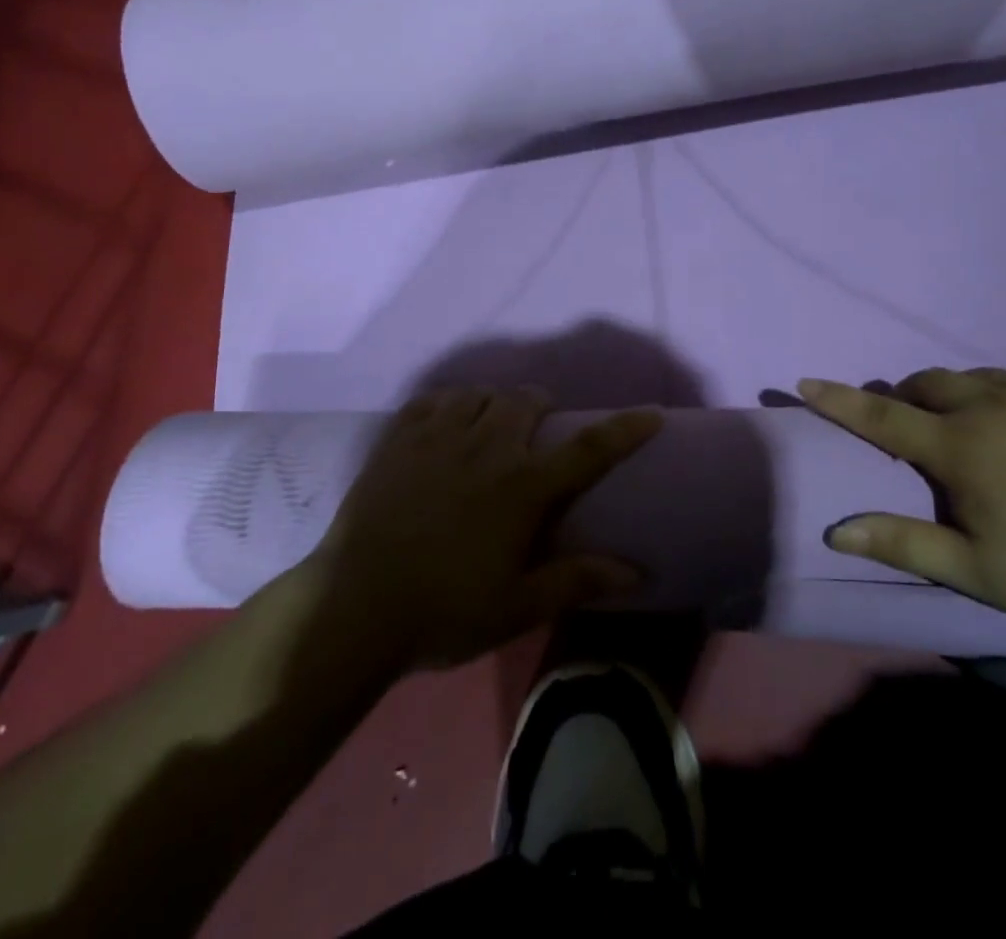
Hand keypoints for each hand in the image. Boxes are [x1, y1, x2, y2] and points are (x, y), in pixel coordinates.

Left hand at [316, 388, 660, 669]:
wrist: (353, 608)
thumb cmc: (444, 612)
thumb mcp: (516, 607)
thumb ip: (576, 580)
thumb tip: (636, 571)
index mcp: (522, 488)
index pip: (588, 450)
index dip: (626, 429)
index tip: (652, 413)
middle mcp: (486, 448)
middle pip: (526, 401)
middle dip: (541, 406)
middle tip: (537, 431)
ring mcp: (438, 438)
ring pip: (479, 394)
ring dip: (494, 403)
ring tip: (490, 425)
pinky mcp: (399, 439)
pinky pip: (432, 401)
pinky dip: (447, 405)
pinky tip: (445, 424)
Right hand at [802, 365, 1005, 631]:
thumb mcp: (978, 571)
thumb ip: (905, 543)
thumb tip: (836, 529)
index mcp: (958, 448)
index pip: (881, 418)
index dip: (839, 401)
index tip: (805, 381)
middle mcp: (987, 405)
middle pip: (926, 384)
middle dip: (905, 398)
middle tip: (910, 426)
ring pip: (973, 375)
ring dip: (954, 392)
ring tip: (967, 421)